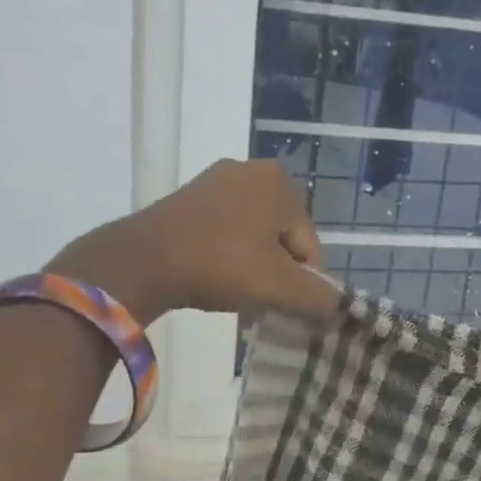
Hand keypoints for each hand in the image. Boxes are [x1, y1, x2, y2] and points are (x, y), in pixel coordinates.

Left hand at [48, 159, 339, 326]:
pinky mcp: (188, 196)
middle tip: (256, 303)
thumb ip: (318, 300)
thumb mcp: (278, 288)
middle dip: (275, 274)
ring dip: (251, 269)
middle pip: (282, 239)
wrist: (141, 261)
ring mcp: (216, 180)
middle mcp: (251, 170)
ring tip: (233, 295)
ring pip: (253, 237)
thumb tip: (340, 310)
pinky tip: (212, 279)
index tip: (279, 306)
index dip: (301, 283)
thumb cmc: (220, 265)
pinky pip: (224, 231)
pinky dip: (226, 257)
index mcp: (280, 182)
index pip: (309, 246)